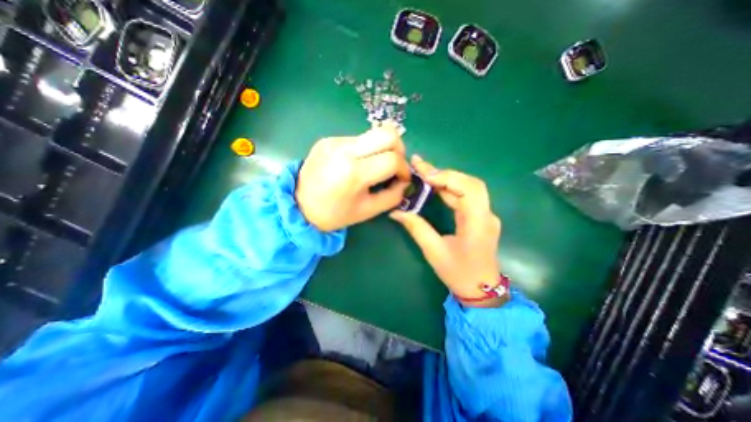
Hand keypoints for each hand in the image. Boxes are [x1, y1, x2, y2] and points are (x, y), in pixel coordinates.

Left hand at [296, 123, 409, 231]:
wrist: (299, 205)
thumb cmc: (334, 214)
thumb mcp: (368, 211)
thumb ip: (393, 196)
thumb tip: (405, 182)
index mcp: (354, 173)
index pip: (393, 159)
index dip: (404, 169)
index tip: (402, 179)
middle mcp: (344, 150)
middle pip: (388, 133)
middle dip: (399, 150)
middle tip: (394, 166)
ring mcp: (335, 141)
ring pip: (374, 134)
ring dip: (382, 149)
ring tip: (375, 167)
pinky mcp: (328, 139)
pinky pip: (358, 139)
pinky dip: (366, 150)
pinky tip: (357, 164)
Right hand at [391, 155, 500, 306]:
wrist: (481, 291)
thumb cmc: (458, 273)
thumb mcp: (434, 252)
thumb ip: (416, 228)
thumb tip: (396, 212)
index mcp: (478, 223)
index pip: (468, 189)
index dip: (447, 177)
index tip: (424, 174)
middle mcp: (486, 214)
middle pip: (469, 183)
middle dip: (444, 173)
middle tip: (420, 166)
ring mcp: (485, 215)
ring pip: (467, 187)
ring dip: (446, 179)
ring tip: (423, 172)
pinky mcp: (480, 217)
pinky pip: (465, 196)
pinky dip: (449, 188)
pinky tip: (434, 186)